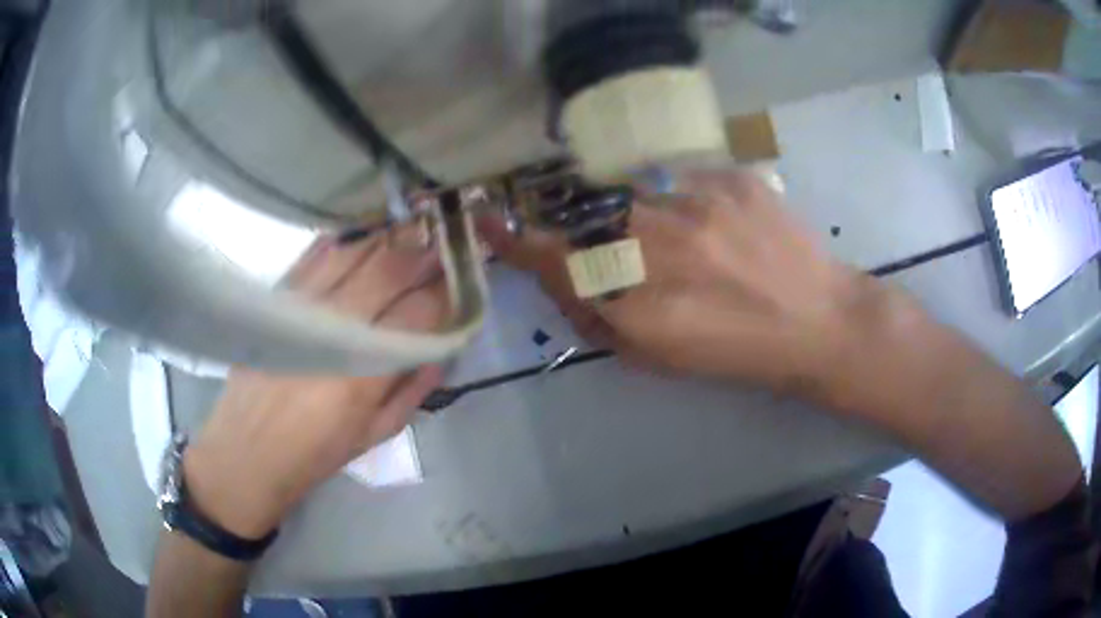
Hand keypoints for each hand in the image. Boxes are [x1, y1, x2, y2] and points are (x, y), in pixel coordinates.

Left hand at [183, 235, 447, 537]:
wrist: (246, 453)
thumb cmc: (315, 452)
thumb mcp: (375, 435)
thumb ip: (414, 389)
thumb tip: (442, 347)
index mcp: (363, 371)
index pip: (419, 311)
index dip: (447, 288)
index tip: (464, 277)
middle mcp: (332, 328)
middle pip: (388, 269)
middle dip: (425, 251)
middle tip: (445, 243)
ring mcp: (300, 306)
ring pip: (353, 252)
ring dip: (388, 236)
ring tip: (412, 230)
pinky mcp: (276, 298)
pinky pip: (315, 254)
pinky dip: (344, 240)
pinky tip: (363, 235)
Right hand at [481, 169, 886, 398]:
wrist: (819, 321)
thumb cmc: (739, 353)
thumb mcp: (659, 358)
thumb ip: (599, 319)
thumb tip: (564, 280)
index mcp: (637, 302)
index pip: (552, 259)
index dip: (513, 238)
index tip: (485, 218)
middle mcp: (656, 244)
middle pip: (586, 216)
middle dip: (585, 228)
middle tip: (623, 248)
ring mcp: (695, 202)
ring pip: (632, 192)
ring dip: (640, 214)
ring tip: (684, 243)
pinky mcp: (729, 177)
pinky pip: (680, 178)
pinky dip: (684, 200)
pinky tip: (718, 227)